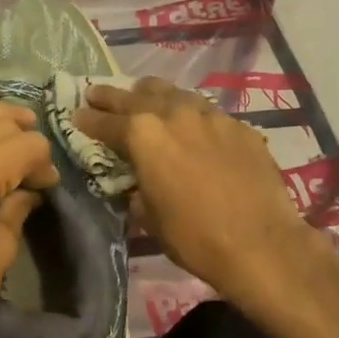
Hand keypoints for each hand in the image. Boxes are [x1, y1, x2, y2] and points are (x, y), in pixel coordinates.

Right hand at [72, 77, 314, 296]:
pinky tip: (192, 126)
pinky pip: (207, 113)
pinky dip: (191, 115)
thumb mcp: (149, 217)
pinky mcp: (240, 126)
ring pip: (175, 93)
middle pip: (136, 96)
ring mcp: (211, 116)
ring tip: (144, 95)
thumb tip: (137, 181)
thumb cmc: (194, 237)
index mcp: (143, 135)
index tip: (77, 115)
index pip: (106, 123)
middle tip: (97, 93)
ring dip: (154, 96)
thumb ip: (137, 188)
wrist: (260, 243)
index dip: (88, 120)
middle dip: (113, 96)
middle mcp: (174, 113)